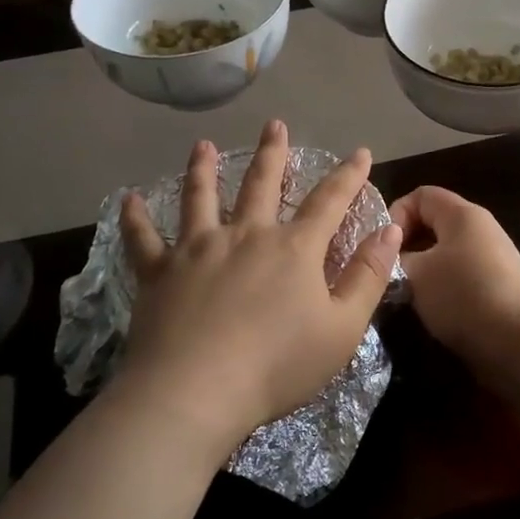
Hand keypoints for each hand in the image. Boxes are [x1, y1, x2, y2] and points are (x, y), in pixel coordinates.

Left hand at [118, 121, 401, 456]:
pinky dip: (135, 218)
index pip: (330, 201)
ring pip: (201, 197)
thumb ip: (368, 276)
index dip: (349, 175)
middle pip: (261, 183)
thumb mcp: (343, 328)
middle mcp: (246, 235)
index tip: (361, 152)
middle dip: (272, 152)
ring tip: (202, 145)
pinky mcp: (159, 272)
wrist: (195, 393)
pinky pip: (143, 239)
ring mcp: (198, 249)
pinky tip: (128, 200)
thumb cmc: (277, 365)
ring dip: (202, 168)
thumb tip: (391, 230)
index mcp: (294, 248)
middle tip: (274, 125)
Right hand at [387, 186, 519, 368]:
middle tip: (385, 274)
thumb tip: (390, 260)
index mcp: (462, 214)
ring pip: (443, 255)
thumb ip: (395, 260)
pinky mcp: (496, 288)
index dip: (395, 215)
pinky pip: (458, 278)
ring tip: (403, 296)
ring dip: (421, 272)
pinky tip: (429, 312)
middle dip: (405, 246)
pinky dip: (440, 290)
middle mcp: (479, 230)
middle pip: (432, 224)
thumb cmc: (464, 295)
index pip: (421, 194)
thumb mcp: (416, 274)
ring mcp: (491, 260)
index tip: (380, 248)